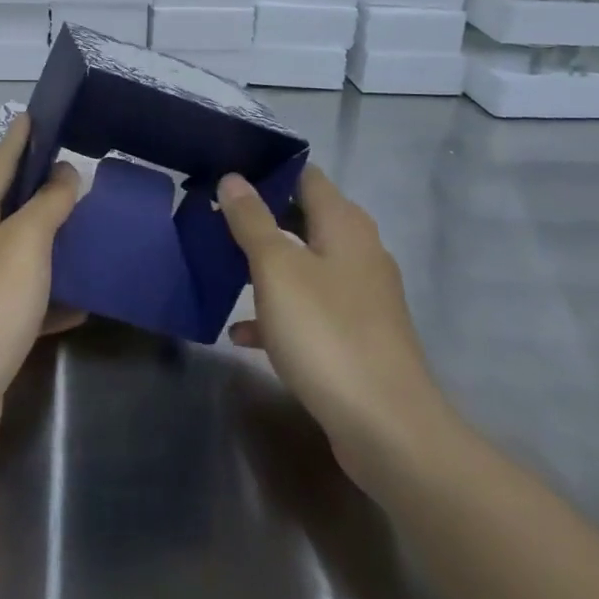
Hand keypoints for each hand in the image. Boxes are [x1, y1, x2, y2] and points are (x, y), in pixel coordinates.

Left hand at [0, 113, 81, 462]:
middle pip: (10, 205)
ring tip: (94, 226)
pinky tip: (86, 298)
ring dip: (53, 241)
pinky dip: (54, 294)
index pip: (0, 161)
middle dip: (43, 188)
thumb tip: (65, 172)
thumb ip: (48, 204)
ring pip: (21, 252)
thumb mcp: (25, 242)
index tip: (39, 114)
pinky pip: (28, 297)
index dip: (21, 137)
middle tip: (84, 171)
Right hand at [217, 166, 454, 488]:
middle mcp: (358, 252)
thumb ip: (252, 220)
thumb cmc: (326, 333)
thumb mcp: (277, 269)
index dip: (268, 170)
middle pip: (303, 219)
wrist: (386, 428)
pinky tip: (242, 332)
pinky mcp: (354, 336)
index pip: (306, 176)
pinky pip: (308, 309)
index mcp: (345, 225)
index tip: (226, 174)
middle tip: (213, 218)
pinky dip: (277, 312)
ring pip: (303, 265)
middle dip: (259, 219)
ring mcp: (360, 297)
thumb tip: (233, 178)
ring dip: (264, 265)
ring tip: (219, 266)